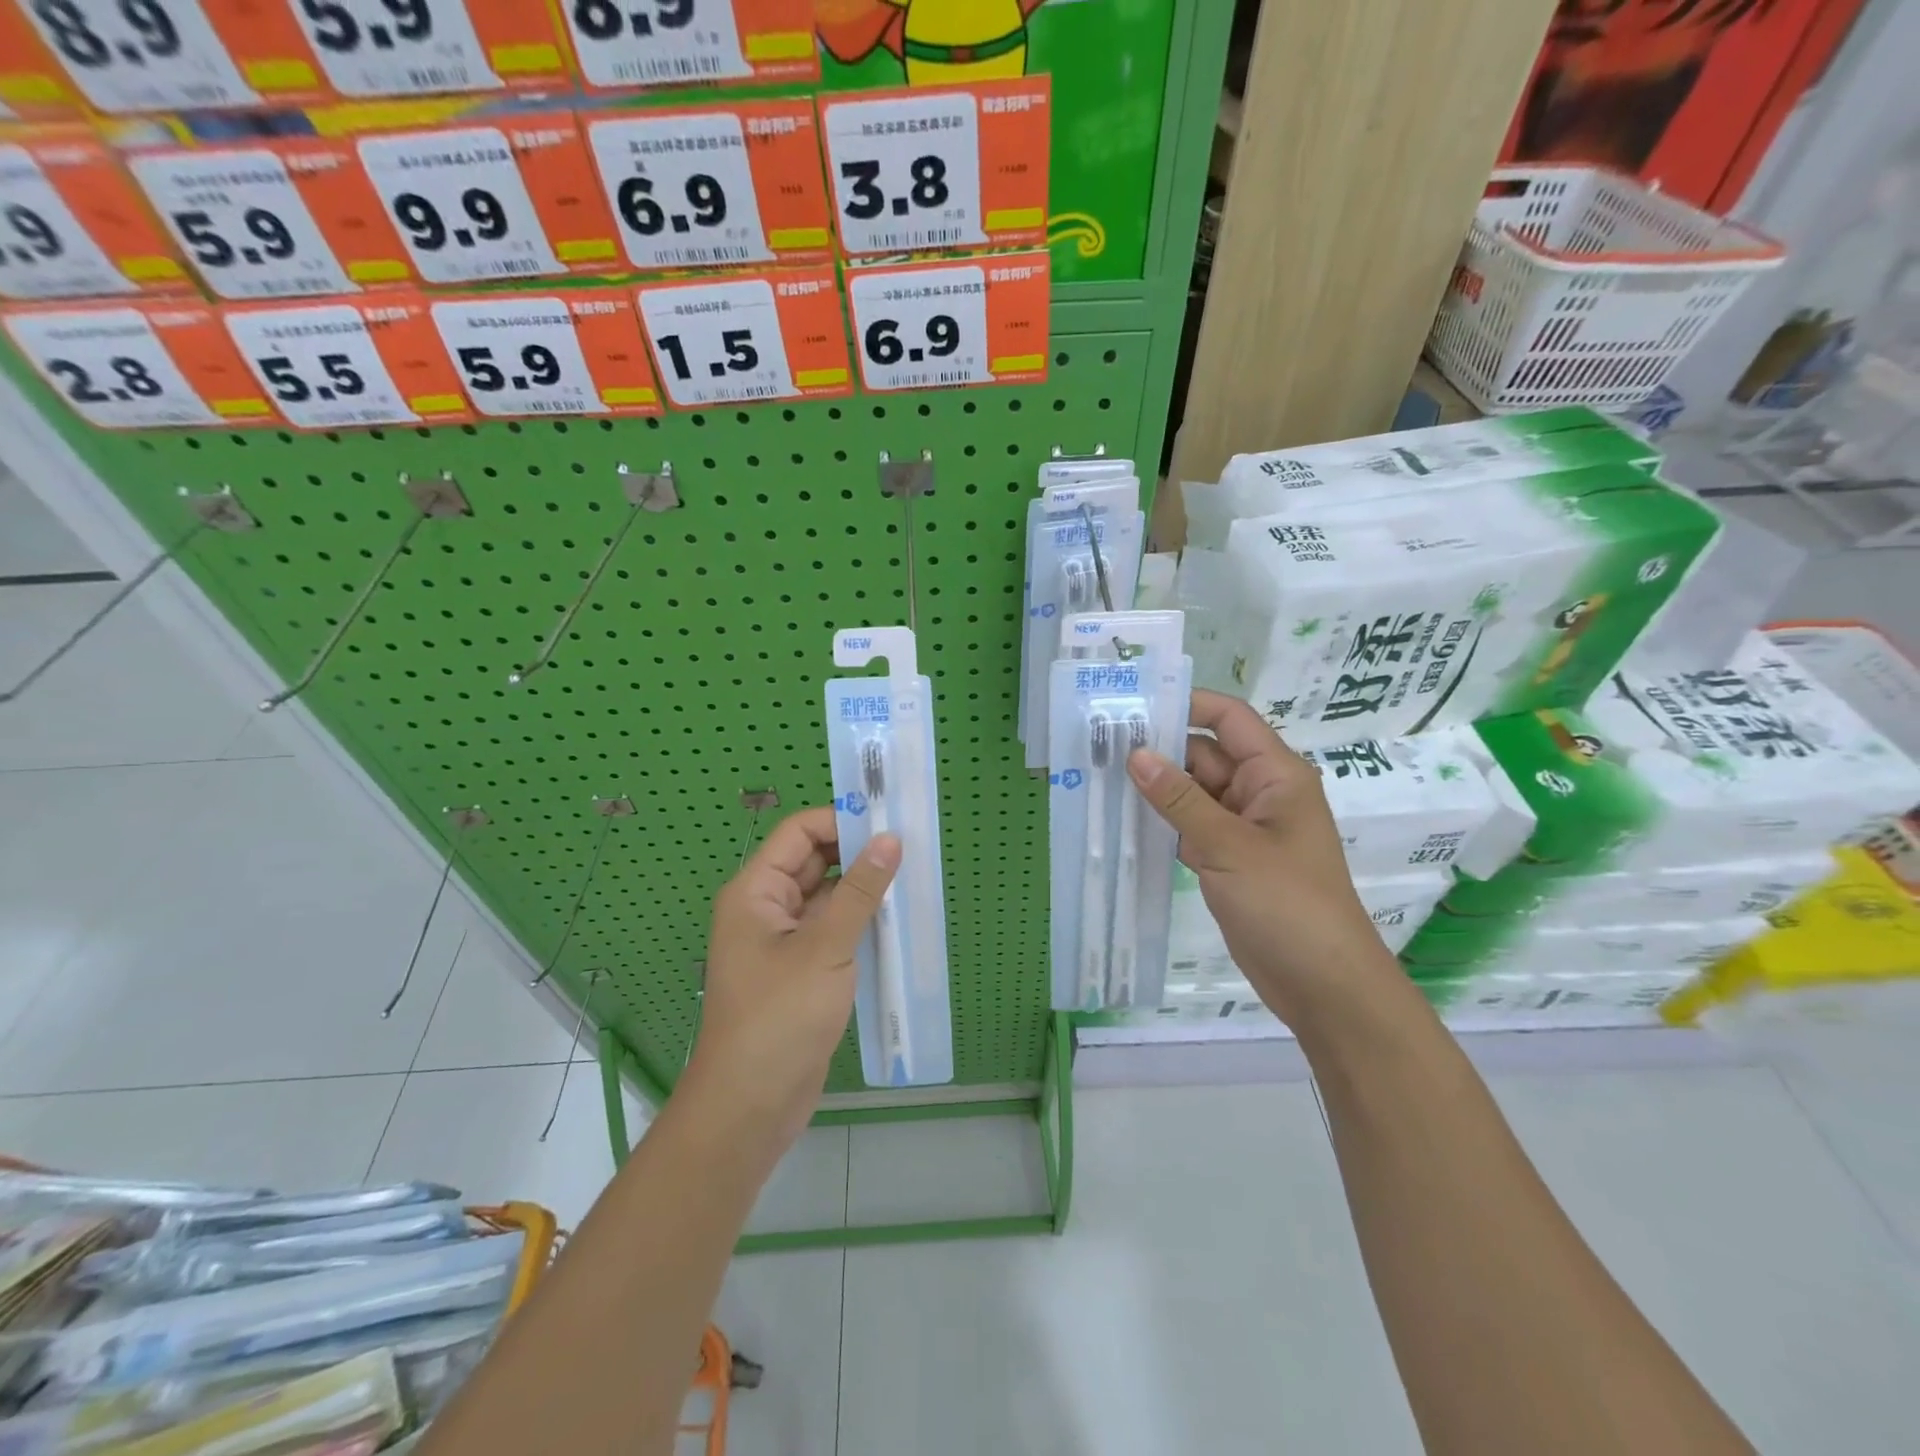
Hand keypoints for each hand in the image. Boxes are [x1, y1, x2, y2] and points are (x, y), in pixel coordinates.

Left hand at [685, 807, 898, 1160]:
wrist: (750, 1106)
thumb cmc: (779, 1018)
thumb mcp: (825, 948)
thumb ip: (860, 892)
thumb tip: (889, 840)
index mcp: (756, 891)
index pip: (799, 833)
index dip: (840, 821)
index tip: (888, 822)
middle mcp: (766, 908)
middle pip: (813, 862)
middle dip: (857, 853)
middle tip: (909, 847)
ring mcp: (784, 941)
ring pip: (827, 897)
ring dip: (863, 890)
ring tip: (911, 878)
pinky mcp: (802, 970)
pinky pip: (832, 930)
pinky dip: (860, 922)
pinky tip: (896, 920)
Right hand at [1126, 690, 1401, 1026]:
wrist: (1323, 985)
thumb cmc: (1287, 904)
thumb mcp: (1229, 846)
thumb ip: (1179, 799)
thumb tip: (1135, 754)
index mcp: (1275, 775)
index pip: (1229, 720)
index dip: (1187, 705)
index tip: (1134, 704)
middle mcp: (1259, 793)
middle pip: (1204, 755)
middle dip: (1159, 750)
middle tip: (1099, 746)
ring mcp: (1242, 829)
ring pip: (1192, 795)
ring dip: (1155, 790)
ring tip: (1100, 778)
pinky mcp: (1227, 861)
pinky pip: (1189, 829)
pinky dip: (1162, 825)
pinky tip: (1121, 822)